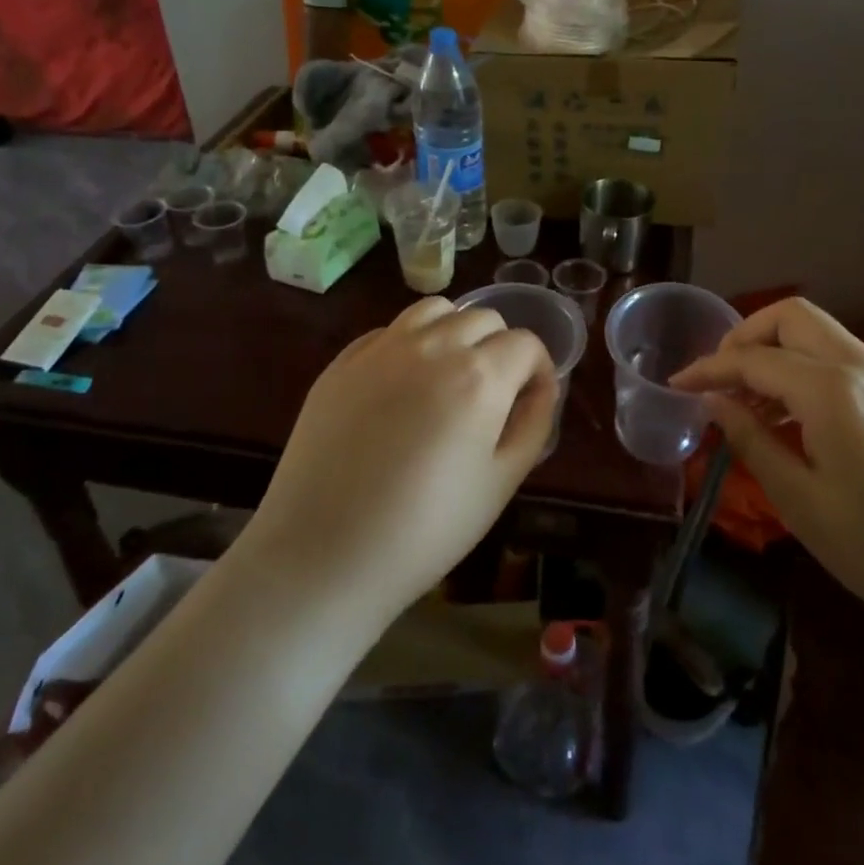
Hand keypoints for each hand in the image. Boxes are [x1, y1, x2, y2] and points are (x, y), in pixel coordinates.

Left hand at [246, 297, 558, 626]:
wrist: (323, 554)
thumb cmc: (426, 529)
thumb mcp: (501, 482)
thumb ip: (533, 422)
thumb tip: (540, 386)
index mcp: (479, 376)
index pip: (526, 343)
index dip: (538, 369)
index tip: (531, 398)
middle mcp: (433, 347)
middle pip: (484, 318)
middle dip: (501, 347)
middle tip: (493, 393)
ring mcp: (382, 349)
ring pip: (435, 311)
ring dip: (455, 331)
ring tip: (450, 374)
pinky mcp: (343, 362)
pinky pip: (390, 330)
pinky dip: (411, 343)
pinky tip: (403, 385)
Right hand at [671, 297, 863, 641]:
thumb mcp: (801, 502)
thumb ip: (751, 441)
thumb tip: (714, 403)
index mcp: (832, 391)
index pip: (754, 359)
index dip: (709, 368)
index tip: (676, 383)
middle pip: (792, 318)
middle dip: (746, 337)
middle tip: (719, 380)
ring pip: (821, 334)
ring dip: (777, 352)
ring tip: (750, 404)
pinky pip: (844, 361)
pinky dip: (807, 370)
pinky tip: (795, 419)